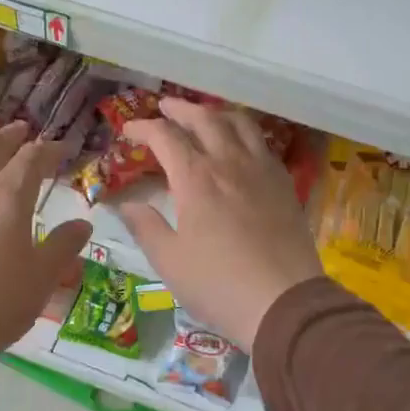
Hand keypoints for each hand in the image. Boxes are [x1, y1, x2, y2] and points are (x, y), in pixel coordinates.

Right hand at [116, 99, 323, 348]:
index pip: (165, 136)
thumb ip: (145, 226)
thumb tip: (125, 204)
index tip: (129, 130)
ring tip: (204, 115)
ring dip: (216, 112)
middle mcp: (229, 162)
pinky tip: (240, 144)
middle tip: (165, 107)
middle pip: (204, 118)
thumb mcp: (169, 261)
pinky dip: (244, 132)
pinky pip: (262, 143)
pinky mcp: (283, 183)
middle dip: (180, 109)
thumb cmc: (218, 284)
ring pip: (239, 123)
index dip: (143, 128)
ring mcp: (261, 169)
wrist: (283, 302)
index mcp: (196, 178)